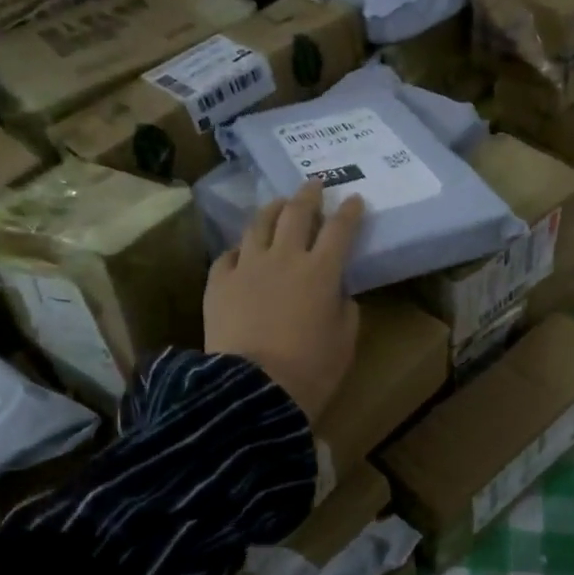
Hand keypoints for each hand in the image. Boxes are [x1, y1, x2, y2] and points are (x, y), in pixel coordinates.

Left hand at [205, 180, 363, 422]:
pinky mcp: (218, 282)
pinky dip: (240, 249)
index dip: (350, 212)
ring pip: (259, 224)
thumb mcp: (344, 341)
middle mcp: (284, 257)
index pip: (340, 229)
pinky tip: (243, 251)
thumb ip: (345, 309)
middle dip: (309, 195)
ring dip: (273, 209)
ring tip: (279, 204)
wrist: (254, 389)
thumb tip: (338, 294)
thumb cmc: (311, 370)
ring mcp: (247, 266)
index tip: (355, 200)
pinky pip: (229, 255)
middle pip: (297, 213)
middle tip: (314, 185)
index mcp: (321, 271)